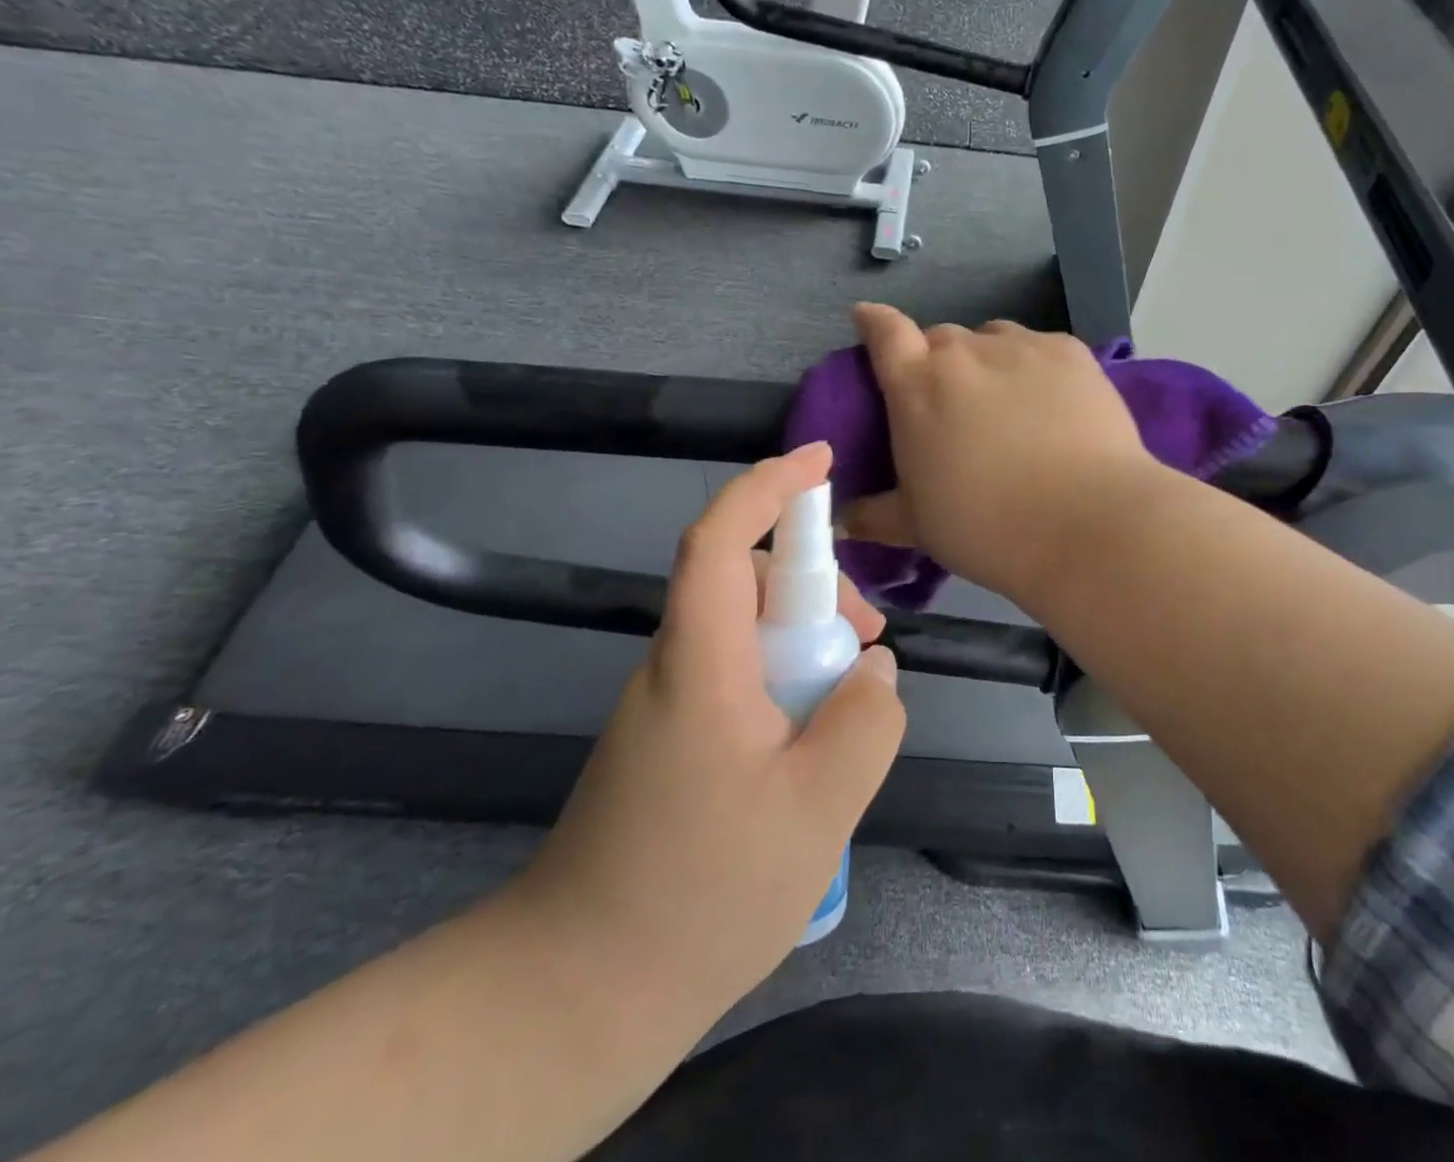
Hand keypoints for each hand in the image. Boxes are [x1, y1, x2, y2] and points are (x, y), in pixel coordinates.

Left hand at [509, 443, 905, 1016]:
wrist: (579, 991)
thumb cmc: (702, 893)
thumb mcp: (818, 808)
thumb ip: (866, 722)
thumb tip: (875, 669)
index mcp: (699, 664)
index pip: (719, 541)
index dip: (767, 486)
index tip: (820, 461)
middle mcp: (674, 666)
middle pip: (743, 583)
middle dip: (814, 589)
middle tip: (868, 642)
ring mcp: (667, 705)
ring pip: (744, 633)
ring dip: (803, 644)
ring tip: (848, 707)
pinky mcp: (670, 740)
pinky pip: (736, 678)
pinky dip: (783, 684)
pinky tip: (810, 749)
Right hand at [844, 304, 1157, 601]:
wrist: (1087, 525)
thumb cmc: (986, 527)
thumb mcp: (918, 527)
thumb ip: (876, 516)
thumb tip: (845, 521)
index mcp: (918, 386)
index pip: (885, 333)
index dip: (874, 322)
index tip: (869, 319)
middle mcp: (965, 353)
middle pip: (941, 339)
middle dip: (937, 362)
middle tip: (951, 403)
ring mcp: (1022, 347)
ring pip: (992, 338)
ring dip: (987, 361)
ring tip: (1005, 402)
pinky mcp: (1071, 353)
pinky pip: (1040, 348)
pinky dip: (1034, 367)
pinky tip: (1051, 404)